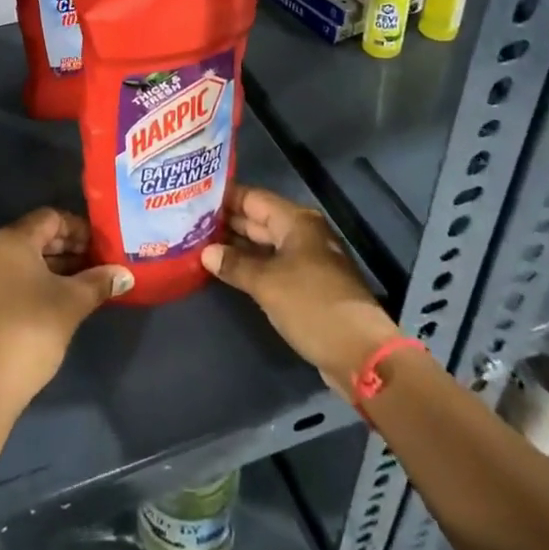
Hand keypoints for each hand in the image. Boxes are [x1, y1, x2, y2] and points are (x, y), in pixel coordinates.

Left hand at [0, 208, 133, 420]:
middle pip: (34, 237)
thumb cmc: (28, 332)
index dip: (79, 229)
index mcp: (10, 240)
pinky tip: (54, 305)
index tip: (102, 248)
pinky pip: (8, 280)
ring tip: (82, 287)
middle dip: (68, 249)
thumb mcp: (71, 304)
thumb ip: (98, 282)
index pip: (50, 217)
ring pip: (21, 261)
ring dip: (52, 269)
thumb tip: (124, 274)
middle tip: (97, 267)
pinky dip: (33, 284)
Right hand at [203, 185, 400, 389]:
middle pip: (258, 220)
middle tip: (188, 222)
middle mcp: (302, 234)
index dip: (224, 197)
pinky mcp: (307, 286)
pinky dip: (251, 266)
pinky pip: (272, 266)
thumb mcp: (267, 283)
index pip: (253, 198)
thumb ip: (234, 264)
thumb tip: (205, 252)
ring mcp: (306, 260)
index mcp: (296, 222)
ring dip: (236, 246)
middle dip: (226, 222)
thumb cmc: (312, 305)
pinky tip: (226, 271)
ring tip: (199, 244)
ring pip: (264, 245)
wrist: (360, 352)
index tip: (193, 198)